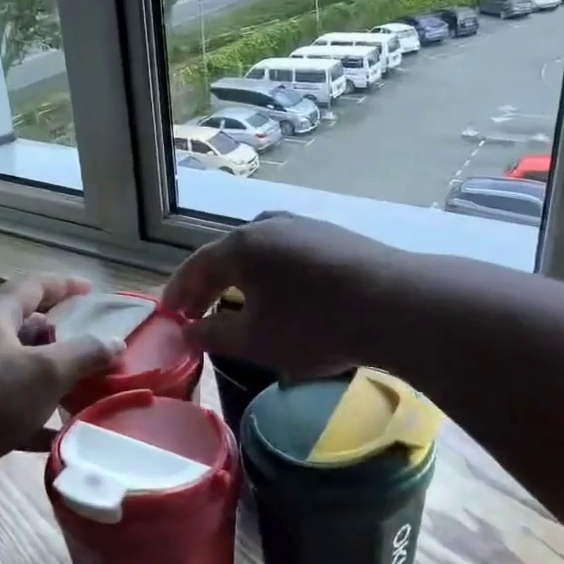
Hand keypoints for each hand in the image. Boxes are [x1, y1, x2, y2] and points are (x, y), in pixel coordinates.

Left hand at [0, 275, 121, 512]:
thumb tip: (115, 342)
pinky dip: (33, 413)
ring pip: (18, 368)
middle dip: (61, 337)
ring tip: (82, 389)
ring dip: (50, 377)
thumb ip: (84, 355)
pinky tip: (56, 433)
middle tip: (91, 349)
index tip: (91, 291)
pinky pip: (7, 404)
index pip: (32, 286)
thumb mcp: (45, 373)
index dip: (64, 285)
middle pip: (24, 326)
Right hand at [163, 213, 402, 379]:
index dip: (179, 292)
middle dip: (209, 286)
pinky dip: (273, 274)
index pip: (196, 266)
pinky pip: (288, 253)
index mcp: (240, 245)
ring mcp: (304, 225)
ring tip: (239, 304)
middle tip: (198, 313)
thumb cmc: (313, 325)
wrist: (394, 304)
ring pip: (260, 252)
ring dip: (242, 278)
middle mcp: (268, 224)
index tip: (170, 315)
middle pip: (227, 255)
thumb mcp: (255, 340)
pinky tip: (284, 295)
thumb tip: (186, 332)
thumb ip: (213, 335)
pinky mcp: (333, 235)